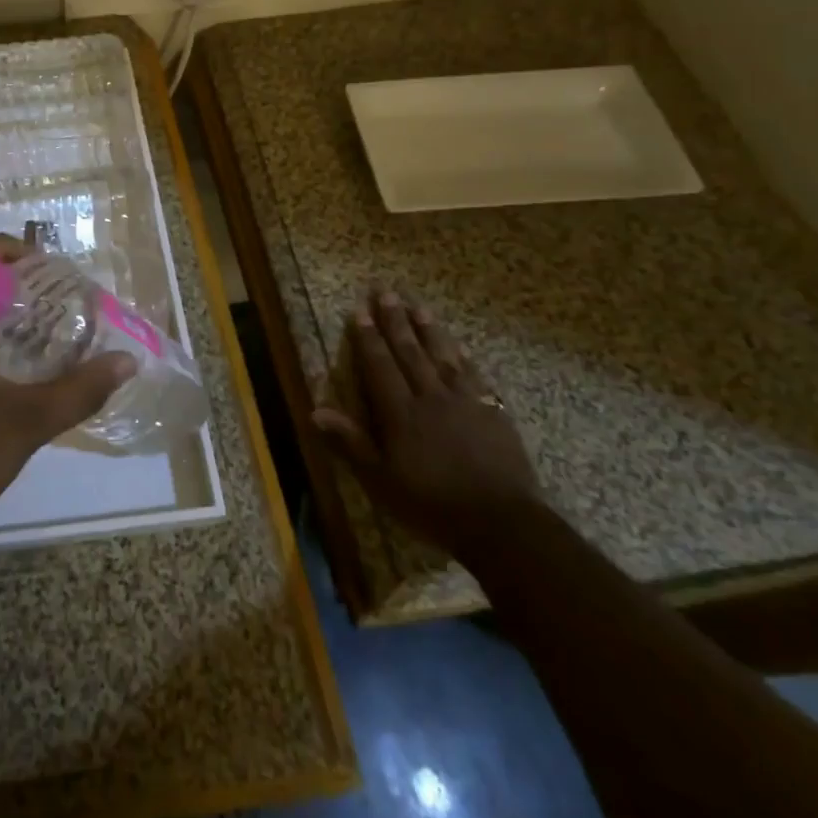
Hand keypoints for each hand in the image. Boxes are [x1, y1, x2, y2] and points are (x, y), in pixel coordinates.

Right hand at [313, 284, 539, 563]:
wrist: (502, 525)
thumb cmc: (432, 505)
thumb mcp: (380, 481)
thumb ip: (350, 443)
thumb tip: (315, 410)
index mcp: (400, 412)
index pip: (379, 365)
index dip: (368, 337)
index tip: (359, 310)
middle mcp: (430, 397)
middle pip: (410, 352)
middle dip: (395, 321)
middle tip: (386, 293)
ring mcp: (465, 403)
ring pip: (443, 357)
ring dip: (429, 331)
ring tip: (419, 308)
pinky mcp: (493, 414)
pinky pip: (474, 376)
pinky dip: (463, 358)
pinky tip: (459, 348)